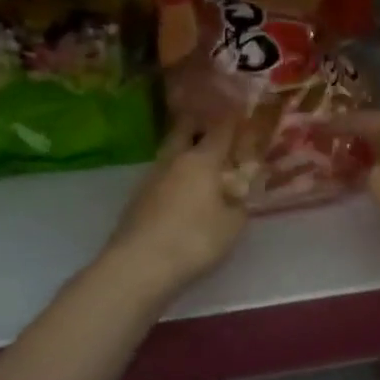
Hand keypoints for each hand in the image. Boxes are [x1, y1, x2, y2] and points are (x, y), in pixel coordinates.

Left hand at [105, 118, 246, 290]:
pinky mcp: (137, 198)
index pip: (221, 129)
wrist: (138, 265)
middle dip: (200, 124)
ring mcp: (151, 177)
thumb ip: (238, 205)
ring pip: (170, 152)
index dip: (234, 120)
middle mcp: (175, 160)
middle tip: (213, 127)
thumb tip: (236, 195)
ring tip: (199, 160)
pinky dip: (173, 174)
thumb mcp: (232, 225)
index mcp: (203, 160)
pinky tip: (181, 188)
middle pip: (185, 130)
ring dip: (184, 150)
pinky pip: (161, 175)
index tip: (242, 114)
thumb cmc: (194, 239)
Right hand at [337, 110, 379, 235]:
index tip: (317, 128)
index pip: (363, 119)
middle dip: (358, 141)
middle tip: (332, 147)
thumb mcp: (379, 182)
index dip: (338, 125)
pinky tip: (377, 185)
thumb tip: (367, 172)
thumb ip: (365, 173)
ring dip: (375, 159)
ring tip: (349, 168)